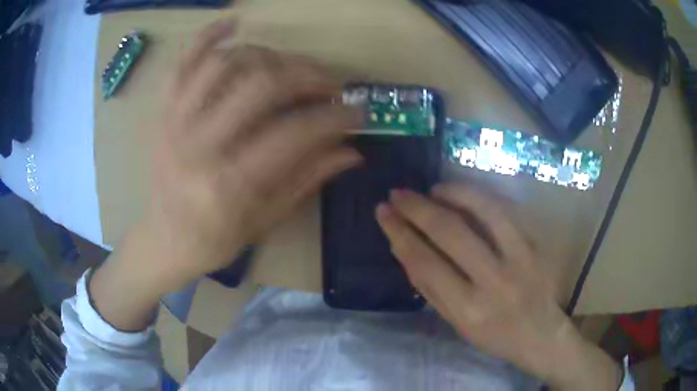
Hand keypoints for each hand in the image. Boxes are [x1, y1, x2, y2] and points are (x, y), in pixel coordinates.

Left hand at [141, 20, 361, 291]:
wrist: (164, 240)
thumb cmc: (214, 240)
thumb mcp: (265, 220)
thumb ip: (307, 179)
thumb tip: (352, 150)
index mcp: (227, 185)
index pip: (293, 134)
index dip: (334, 117)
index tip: (357, 112)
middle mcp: (198, 144)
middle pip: (262, 84)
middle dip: (308, 76)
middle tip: (330, 85)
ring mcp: (175, 121)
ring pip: (227, 62)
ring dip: (270, 55)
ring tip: (291, 68)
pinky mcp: (163, 112)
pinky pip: (183, 63)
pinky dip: (207, 37)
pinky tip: (233, 23)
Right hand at [376, 184, 620, 389]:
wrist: (541, 333)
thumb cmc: (493, 335)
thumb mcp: (455, 323)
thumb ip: (428, 287)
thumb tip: (403, 246)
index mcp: (468, 309)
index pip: (425, 262)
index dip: (399, 232)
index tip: (383, 212)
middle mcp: (494, 280)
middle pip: (450, 231)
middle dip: (417, 208)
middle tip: (398, 193)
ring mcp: (519, 257)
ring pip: (482, 210)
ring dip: (451, 192)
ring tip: (431, 189)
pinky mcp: (535, 243)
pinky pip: (504, 209)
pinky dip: (478, 195)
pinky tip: (462, 193)